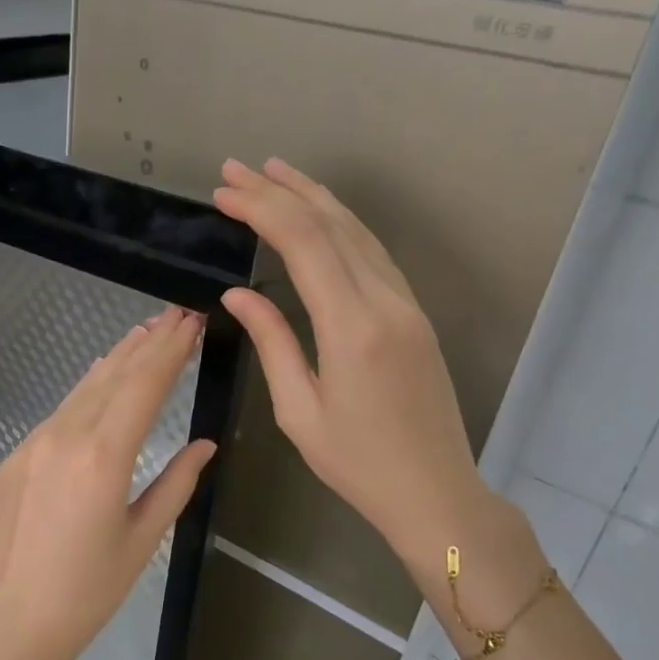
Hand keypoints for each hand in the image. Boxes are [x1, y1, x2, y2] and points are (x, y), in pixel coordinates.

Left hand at [0, 307, 215, 659]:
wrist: (6, 628)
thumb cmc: (85, 594)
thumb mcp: (141, 541)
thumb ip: (175, 485)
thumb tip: (204, 445)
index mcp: (103, 456)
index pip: (144, 386)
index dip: (171, 351)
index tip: (192, 322)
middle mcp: (64, 436)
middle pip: (113, 376)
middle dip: (148, 343)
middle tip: (176, 314)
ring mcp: (32, 444)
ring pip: (82, 389)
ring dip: (116, 359)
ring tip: (144, 332)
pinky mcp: (13, 458)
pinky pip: (58, 412)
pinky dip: (86, 389)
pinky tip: (99, 378)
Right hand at [212, 159, 542, 625]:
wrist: (434, 491)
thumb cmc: (357, 463)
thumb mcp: (298, 410)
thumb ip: (272, 341)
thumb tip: (237, 294)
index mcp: (353, 326)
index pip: (304, 243)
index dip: (262, 209)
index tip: (224, 192)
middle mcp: (386, 301)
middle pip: (332, 225)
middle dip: (282, 190)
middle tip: (237, 168)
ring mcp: (407, 304)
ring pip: (359, 232)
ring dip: (315, 198)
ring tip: (275, 173)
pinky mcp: (414, 314)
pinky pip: (374, 254)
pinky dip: (342, 225)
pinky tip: (320, 217)